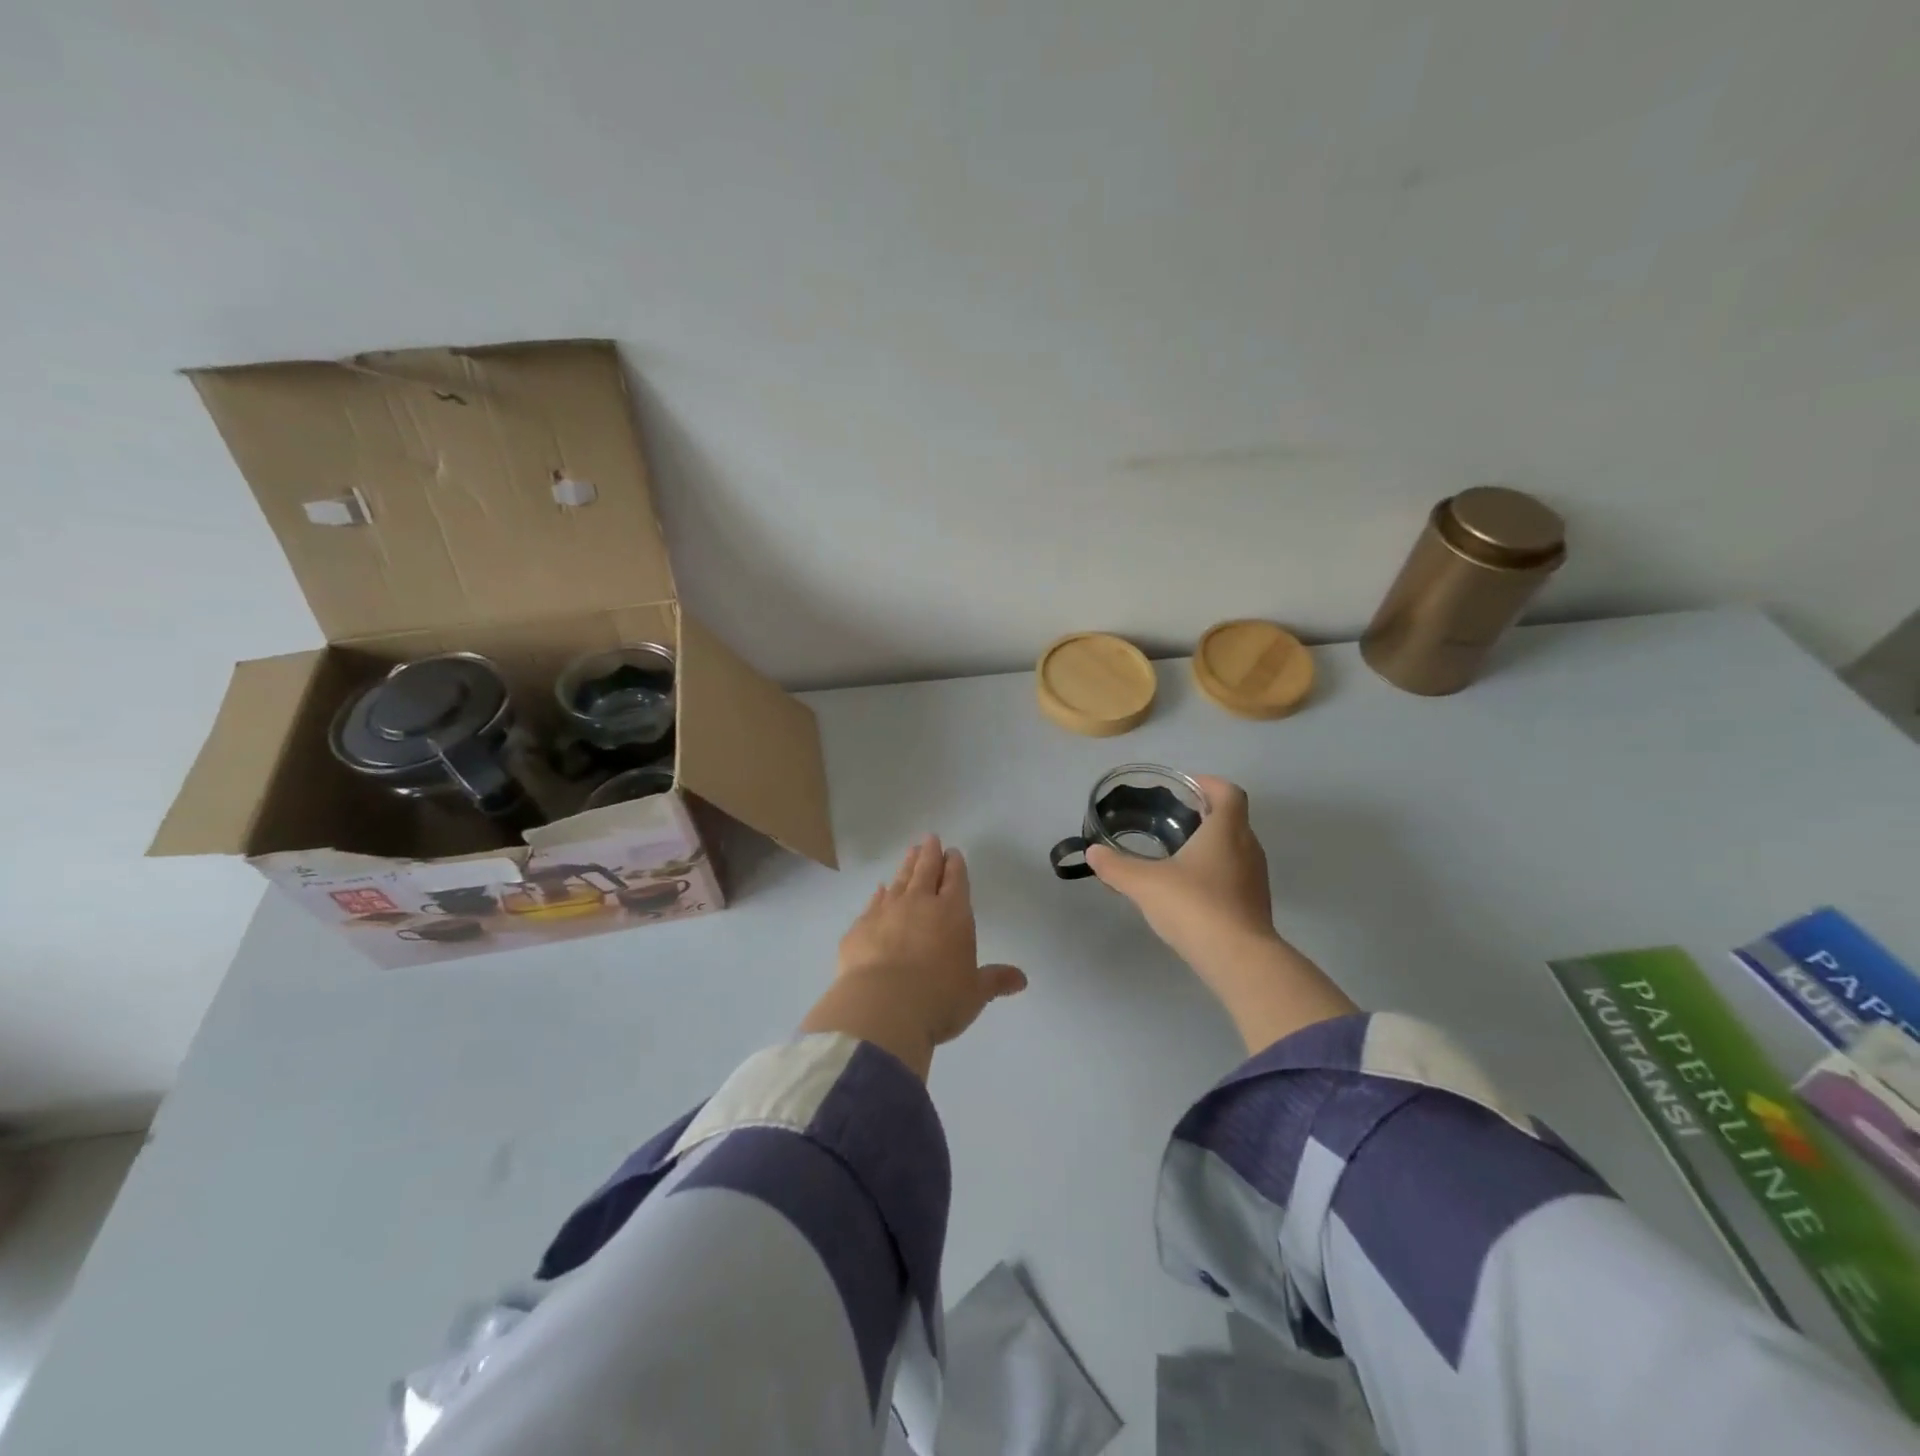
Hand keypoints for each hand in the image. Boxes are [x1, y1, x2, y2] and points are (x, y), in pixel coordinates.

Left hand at [800, 835, 1026, 1077]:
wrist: (882, 1007)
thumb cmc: (939, 999)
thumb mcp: (974, 994)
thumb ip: (995, 981)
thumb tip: (1021, 980)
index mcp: (953, 913)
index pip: (956, 880)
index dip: (955, 865)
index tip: (952, 852)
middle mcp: (920, 904)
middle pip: (926, 871)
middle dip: (930, 854)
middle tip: (930, 838)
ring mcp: (887, 912)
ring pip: (900, 880)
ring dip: (906, 865)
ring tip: (910, 852)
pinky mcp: (860, 927)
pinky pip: (873, 903)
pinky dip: (879, 894)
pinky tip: (879, 889)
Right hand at [1086, 776, 1275, 979]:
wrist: (1239, 960)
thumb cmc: (1194, 906)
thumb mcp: (1144, 884)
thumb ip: (1116, 866)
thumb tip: (1093, 852)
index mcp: (1226, 831)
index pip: (1228, 792)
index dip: (1208, 784)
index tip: (1185, 787)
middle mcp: (1248, 848)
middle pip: (1233, 819)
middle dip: (1205, 815)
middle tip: (1172, 819)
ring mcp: (1256, 879)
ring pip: (1235, 849)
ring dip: (1211, 845)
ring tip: (1176, 854)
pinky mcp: (1255, 905)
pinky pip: (1235, 876)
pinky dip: (1215, 873)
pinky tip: (1189, 890)